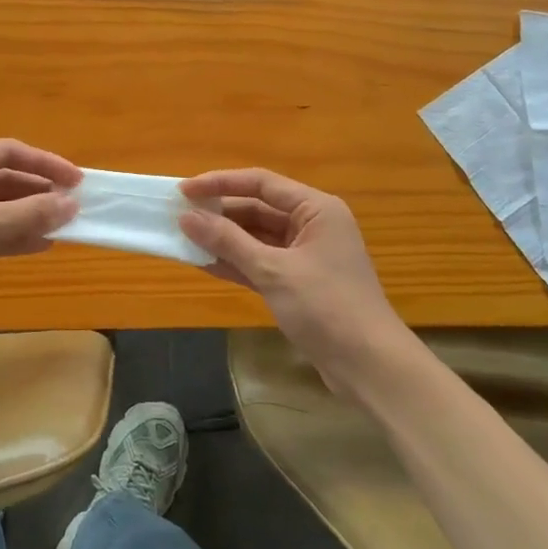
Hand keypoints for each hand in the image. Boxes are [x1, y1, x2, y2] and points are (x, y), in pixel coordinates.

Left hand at [0, 140, 81, 322]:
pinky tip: (44, 243)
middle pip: (5, 179)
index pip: (7, 152)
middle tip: (75, 205)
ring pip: (1, 207)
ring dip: (31, 215)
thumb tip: (72, 205)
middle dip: (39, 192)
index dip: (45, 164)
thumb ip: (29, 213)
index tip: (77, 180)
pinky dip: (16, 235)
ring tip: (66, 224)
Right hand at [179, 169, 408, 379]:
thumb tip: (187, 217)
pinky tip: (203, 263)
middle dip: (219, 212)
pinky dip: (235, 262)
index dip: (220, 183)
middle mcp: (312, 225)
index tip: (184, 191)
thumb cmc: (326, 307)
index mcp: (315, 209)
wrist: (368, 366)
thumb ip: (228, 241)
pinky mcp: (298, 283)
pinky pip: (260, 263)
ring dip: (223, 239)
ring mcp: (305, 256)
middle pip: (258, 208)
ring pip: (256, 237)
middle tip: (178, 215)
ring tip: (184, 237)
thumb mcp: (273, 270)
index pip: (261, 183)